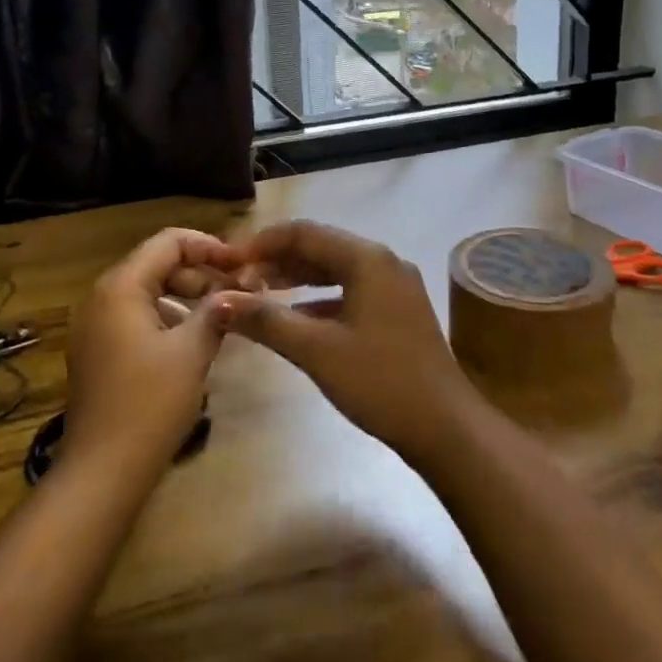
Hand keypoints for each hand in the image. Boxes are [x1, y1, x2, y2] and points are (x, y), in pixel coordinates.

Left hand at [63, 228, 246, 475]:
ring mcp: (95, 325)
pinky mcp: (97, 351)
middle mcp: (101, 297)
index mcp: (120, 287)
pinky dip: (167, 316)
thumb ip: (216, 310)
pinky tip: (193, 339)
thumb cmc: (150, 404)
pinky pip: (136, 315)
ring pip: (147, 290)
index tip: (241, 265)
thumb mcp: (192, 351)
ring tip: (221, 314)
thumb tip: (237, 290)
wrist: (102, 472)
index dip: (208, 246)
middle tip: (237, 291)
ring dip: (185, 295)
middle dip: (199, 272)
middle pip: (156, 263)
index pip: (168, 242)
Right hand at [219, 221, 477, 463]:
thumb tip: (217, 300)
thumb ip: (266, 320)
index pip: (304, 233)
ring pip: (336, 269)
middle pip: (320, 247)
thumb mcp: (316, 350)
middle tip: (237, 280)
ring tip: (258, 293)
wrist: (445, 427)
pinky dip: (319, 299)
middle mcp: (383, 261)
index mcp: (367, 258)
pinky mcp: (398, 310)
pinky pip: (350, 291)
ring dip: (297, 279)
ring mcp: (395, 285)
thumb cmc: (380, 382)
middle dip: (277, 260)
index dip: (261, 243)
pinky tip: (295, 318)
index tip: (227, 261)